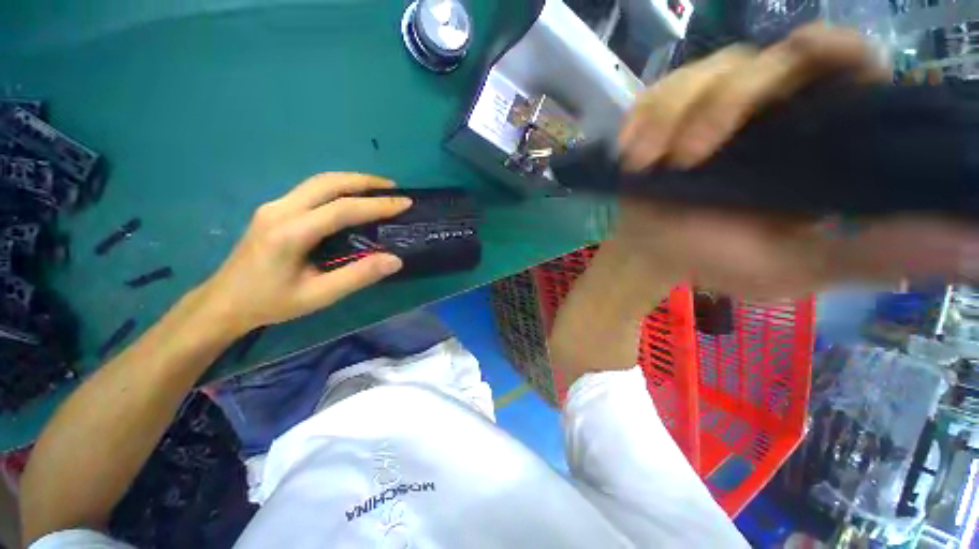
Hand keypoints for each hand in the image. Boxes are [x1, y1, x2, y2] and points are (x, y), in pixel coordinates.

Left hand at [191, 173, 410, 336]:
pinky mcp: (270, 207)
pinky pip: (306, 190)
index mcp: (291, 233)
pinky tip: (343, 200)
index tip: (404, 202)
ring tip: (373, 190)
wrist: (226, 300)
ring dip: (348, 181)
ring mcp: (273, 204)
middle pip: (328, 182)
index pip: (341, 209)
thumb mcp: (314, 297)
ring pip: (317, 181)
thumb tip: (393, 260)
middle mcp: (281, 209)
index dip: (375, 205)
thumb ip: (354, 277)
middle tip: (392, 188)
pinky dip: (331, 189)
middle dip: (364, 181)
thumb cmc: (269, 304)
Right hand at [612, 24, 978, 298]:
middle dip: (739, 96)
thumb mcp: (804, 269)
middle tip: (702, 147)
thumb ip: (861, 259)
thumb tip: (926, 262)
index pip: (851, 67)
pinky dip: (657, 113)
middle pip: (780, 60)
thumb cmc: (729, 260)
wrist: (661, 248)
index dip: (845, 51)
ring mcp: (735, 89)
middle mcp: (789, 101)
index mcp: (826, 137)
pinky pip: (674, 82)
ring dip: (689, 115)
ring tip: (669, 165)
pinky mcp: (687, 88)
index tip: (818, 54)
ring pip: (723, 69)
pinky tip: (642, 153)